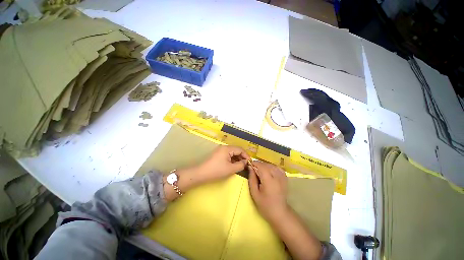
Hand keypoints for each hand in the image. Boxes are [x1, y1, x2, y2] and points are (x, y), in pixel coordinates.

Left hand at [196, 145, 249, 182]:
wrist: (201, 174)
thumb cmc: (217, 171)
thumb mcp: (231, 169)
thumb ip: (241, 165)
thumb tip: (246, 162)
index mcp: (227, 148)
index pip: (240, 149)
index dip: (246, 155)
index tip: (250, 162)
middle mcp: (224, 147)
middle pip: (236, 150)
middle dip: (242, 157)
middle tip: (246, 164)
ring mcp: (220, 150)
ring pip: (232, 153)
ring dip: (237, 158)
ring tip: (241, 165)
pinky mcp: (218, 154)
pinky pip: (228, 155)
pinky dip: (232, 159)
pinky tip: (234, 165)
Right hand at [248, 161, 288, 223]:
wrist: (279, 212)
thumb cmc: (264, 204)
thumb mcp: (254, 193)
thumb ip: (252, 178)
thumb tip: (250, 167)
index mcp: (268, 181)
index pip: (261, 166)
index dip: (255, 163)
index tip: (249, 164)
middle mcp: (276, 176)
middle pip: (266, 165)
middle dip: (259, 165)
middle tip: (254, 169)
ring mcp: (282, 177)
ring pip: (271, 165)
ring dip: (265, 166)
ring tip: (260, 171)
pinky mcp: (285, 178)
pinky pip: (277, 168)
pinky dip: (272, 167)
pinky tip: (269, 171)